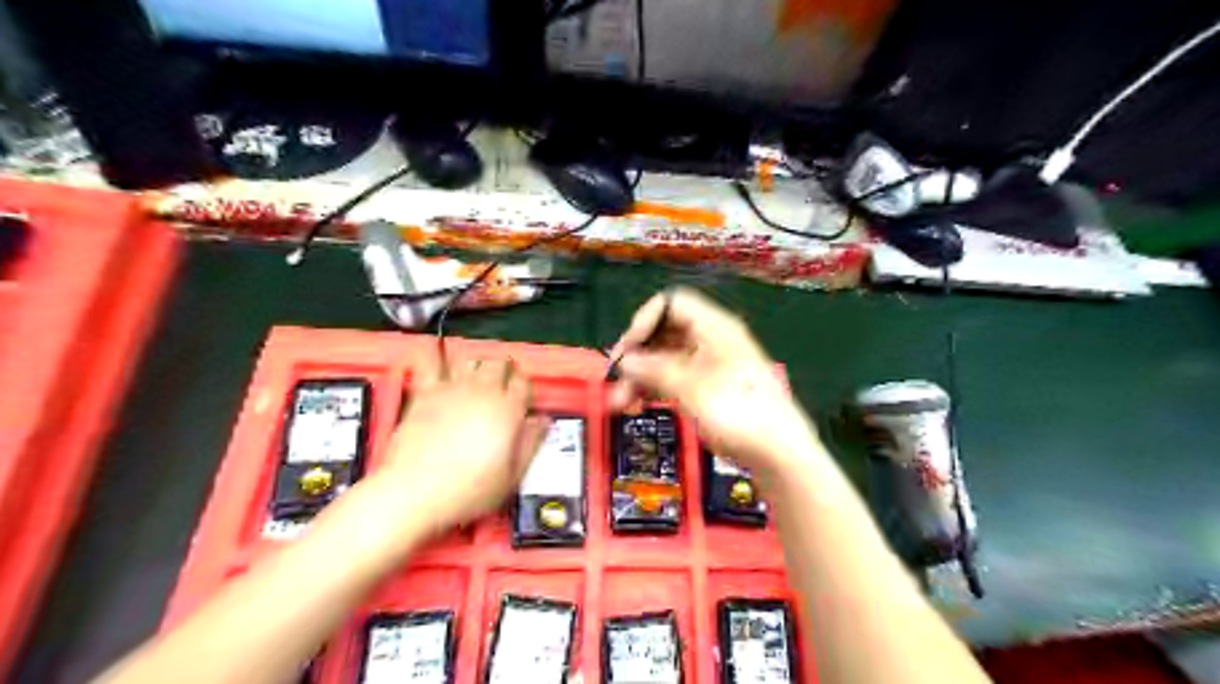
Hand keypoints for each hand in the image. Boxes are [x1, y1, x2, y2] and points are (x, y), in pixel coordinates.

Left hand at [381, 355, 547, 530]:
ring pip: (471, 358)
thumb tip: (543, 421)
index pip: (523, 383)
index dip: (524, 387)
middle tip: (501, 382)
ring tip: (475, 372)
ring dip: (476, 362)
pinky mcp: (425, 392)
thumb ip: (530, 444)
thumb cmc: (468, 490)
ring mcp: (452, 388)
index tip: (522, 396)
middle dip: (503, 369)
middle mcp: (483, 391)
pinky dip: (433, 353)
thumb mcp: (511, 476)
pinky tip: (434, 349)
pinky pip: (430, 362)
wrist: (414, 491)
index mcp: (508, 410)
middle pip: (499, 364)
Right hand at [617, 287, 823, 474]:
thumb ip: (655, 370)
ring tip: (620, 403)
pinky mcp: (711, 388)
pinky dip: (657, 387)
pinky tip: (639, 403)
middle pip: (666, 332)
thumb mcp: (691, 389)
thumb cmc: (738, 414)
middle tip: (615, 379)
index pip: (671, 304)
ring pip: (667, 358)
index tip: (626, 351)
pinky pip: (677, 377)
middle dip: (638, 354)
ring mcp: (712, 365)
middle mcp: (712, 340)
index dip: (644, 322)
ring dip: (642, 375)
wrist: (780, 454)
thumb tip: (625, 359)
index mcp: (714, 328)